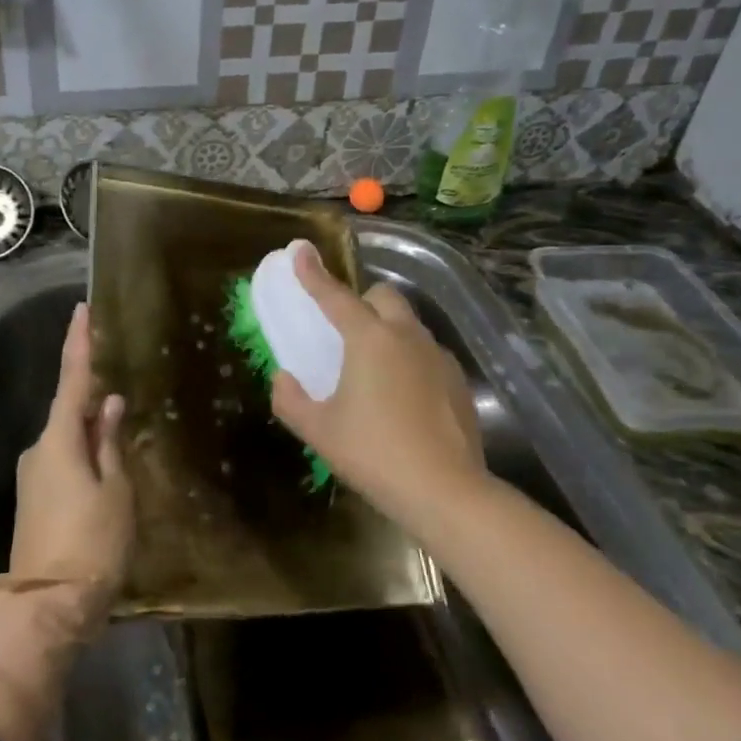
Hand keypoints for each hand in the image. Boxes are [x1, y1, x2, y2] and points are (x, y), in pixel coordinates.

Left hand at [10, 302, 133, 636]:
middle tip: (123, 393)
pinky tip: (106, 468)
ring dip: (92, 433)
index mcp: (59, 440)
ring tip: (124, 438)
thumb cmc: (93, 543)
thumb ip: (111, 444)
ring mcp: (33, 476)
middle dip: (94, 400)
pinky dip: (84, 455)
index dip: (79, 343)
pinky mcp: (35, 499)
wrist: (48, 605)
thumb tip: (110, 405)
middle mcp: (38, 450)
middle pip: (70, 412)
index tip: (83, 310)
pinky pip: (63, 462)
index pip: (73, 380)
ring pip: (68, 440)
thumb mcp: (116, 491)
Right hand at [270, 243, 490, 533]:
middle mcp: (406, 337)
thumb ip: (290, 399)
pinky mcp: (457, 381)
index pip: (335, 296)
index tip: (300, 250)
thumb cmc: (372, 453)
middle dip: (362, 301)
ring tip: (373, 369)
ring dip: (388, 331)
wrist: (444, 490)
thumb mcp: (318, 430)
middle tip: (345, 330)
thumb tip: (283, 378)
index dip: (313, 273)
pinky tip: (403, 396)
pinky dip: (409, 359)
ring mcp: (438, 357)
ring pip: (409, 324)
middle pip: (384, 296)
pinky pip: (427, 354)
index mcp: (369, 340)